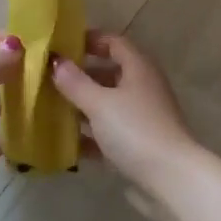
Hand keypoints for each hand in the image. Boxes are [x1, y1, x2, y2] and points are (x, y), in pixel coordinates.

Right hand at [50, 33, 217, 220]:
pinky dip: (90, 136)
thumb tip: (56, 61)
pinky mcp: (138, 146)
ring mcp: (142, 119)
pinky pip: (108, 134)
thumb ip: (75, 82)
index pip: (114, 42)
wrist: (170, 180)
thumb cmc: (135, 130)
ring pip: (108, 105)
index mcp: (139, 69)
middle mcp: (143, 89)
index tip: (62, 45)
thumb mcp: (100, 103)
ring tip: (51, 108)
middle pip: (109, 74)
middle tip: (50, 79)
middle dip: (81, 76)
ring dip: (82, 106)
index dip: (90, 40)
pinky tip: (66, 143)